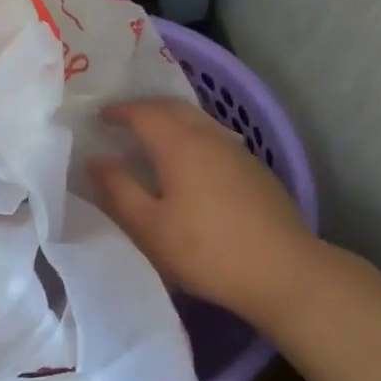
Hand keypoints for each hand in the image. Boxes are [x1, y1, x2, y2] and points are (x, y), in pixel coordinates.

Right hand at [90, 99, 315, 324]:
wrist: (283, 271)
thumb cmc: (206, 250)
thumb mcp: (150, 226)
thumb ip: (119, 189)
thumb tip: (96, 159)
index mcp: (180, 144)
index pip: (144, 112)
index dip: (118, 111)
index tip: (99, 117)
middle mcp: (210, 136)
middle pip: (174, 108)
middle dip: (145, 109)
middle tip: (122, 121)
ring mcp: (238, 151)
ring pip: (198, 121)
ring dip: (171, 122)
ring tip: (152, 140)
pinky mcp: (256, 170)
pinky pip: (215, 139)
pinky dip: (192, 139)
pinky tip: (190, 164)